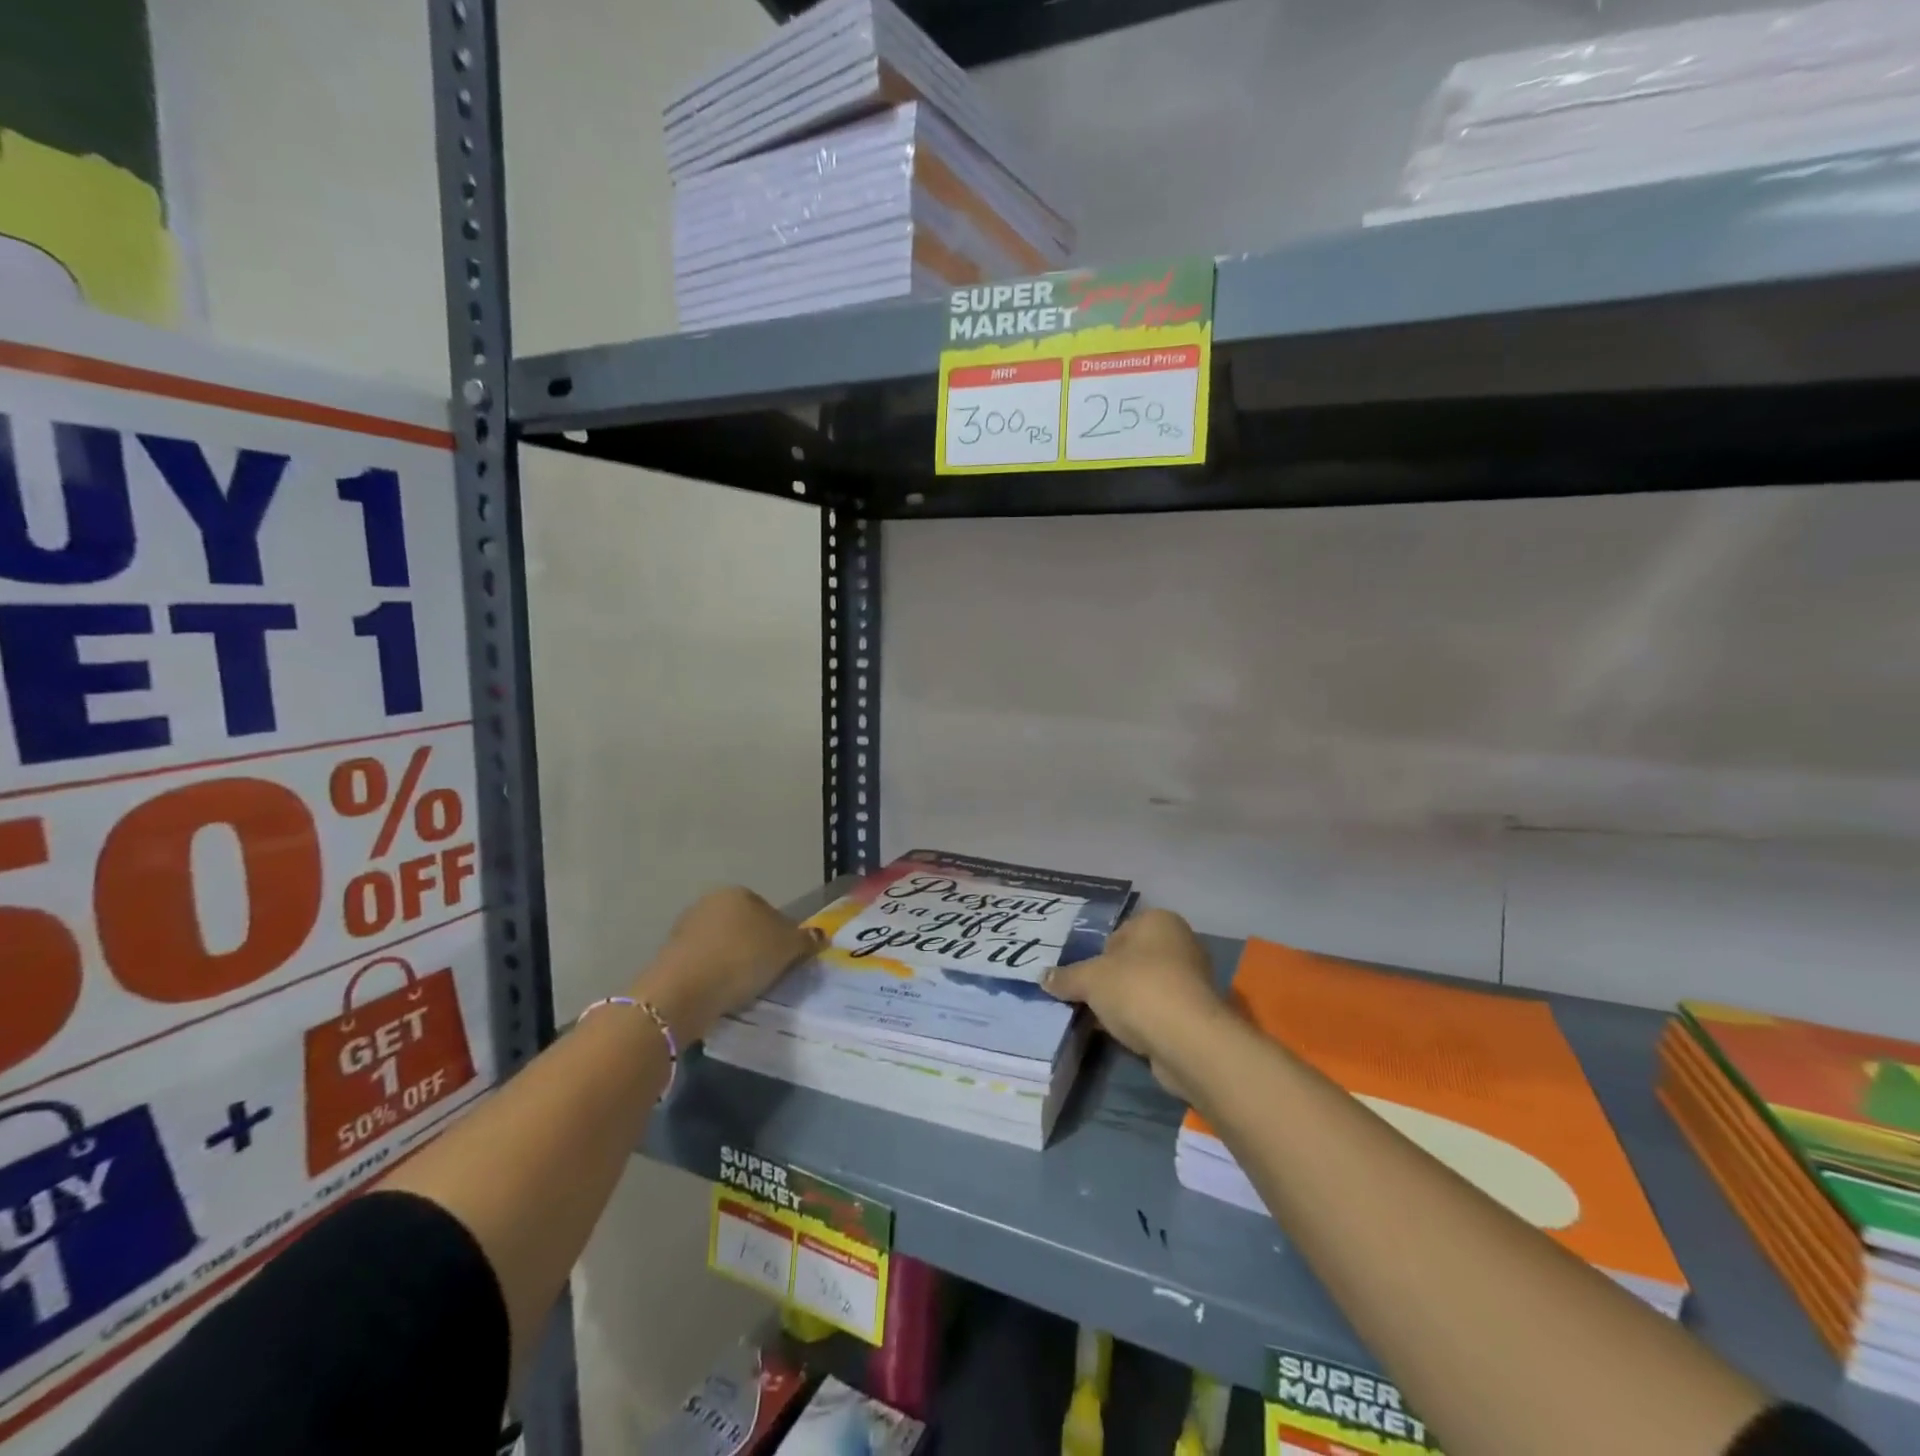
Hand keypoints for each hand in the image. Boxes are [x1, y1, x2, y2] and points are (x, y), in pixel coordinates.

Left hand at [638, 887, 820, 1041]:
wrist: (683, 992)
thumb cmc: (742, 959)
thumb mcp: (786, 949)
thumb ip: (805, 940)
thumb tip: (821, 935)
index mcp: (738, 892)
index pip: (769, 911)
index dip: (781, 936)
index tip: (785, 961)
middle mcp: (709, 903)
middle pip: (744, 927)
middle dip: (755, 948)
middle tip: (767, 976)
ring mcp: (685, 929)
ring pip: (722, 946)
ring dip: (733, 963)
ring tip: (743, 990)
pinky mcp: (669, 957)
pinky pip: (703, 965)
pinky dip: (714, 977)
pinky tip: (720, 995)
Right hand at [1042, 909, 1228, 1097]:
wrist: (1188, 1041)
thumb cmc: (1137, 989)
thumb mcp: (1090, 979)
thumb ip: (1066, 977)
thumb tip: (1043, 978)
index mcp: (1158, 921)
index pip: (1118, 932)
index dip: (1097, 954)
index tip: (1083, 977)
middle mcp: (1180, 943)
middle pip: (1132, 960)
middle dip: (1111, 980)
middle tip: (1087, 998)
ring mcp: (1192, 980)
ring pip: (1146, 987)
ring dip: (1126, 1003)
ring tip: (1103, 1021)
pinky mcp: (1197, 1014)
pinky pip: (1159, 1012)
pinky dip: (1143, 1021)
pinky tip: (1126, 1036)